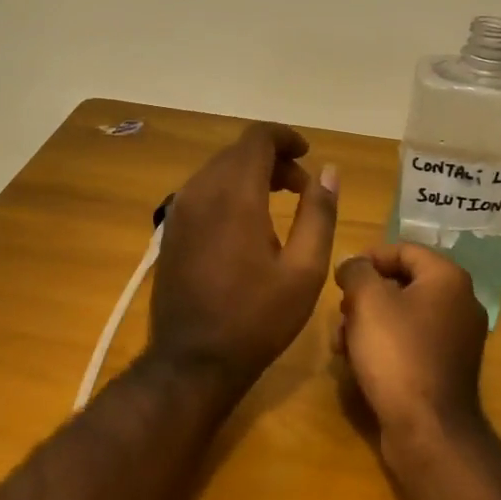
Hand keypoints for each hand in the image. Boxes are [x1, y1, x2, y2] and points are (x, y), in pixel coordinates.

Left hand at [148, 122, 338, 386]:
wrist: (192, 362)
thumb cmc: (257, 318)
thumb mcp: (304, 270)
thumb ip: (319, 213)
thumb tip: (328, 171)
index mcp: (235, 195)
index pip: (257, 138)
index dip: (286, 137)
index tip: (308, 155)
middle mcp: (201, 191)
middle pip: (238, 152)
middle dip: (273, 159)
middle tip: (302, 188)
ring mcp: (180, 210)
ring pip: (218, 169)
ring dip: (250, 174)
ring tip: (279, 203)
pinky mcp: (171, 229)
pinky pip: (203, 191)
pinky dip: (229, 190)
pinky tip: (248, 223)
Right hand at [333, 244, 488, 440]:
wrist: (428, 430)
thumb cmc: (397, 354)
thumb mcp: (367, 301)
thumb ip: (356, 271)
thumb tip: (353, 264)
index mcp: (448, 278)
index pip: (404, 249)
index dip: (368, 257)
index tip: (341, 275)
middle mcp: (461, 303)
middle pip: (404, 282)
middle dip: (366, 294)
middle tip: (341, 311)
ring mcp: (458, 338)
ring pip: (404, 315)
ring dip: (370, 322)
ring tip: (343, 342)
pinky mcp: (448, 368)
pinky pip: (412, 342)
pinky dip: (386, 344)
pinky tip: (359, 363)